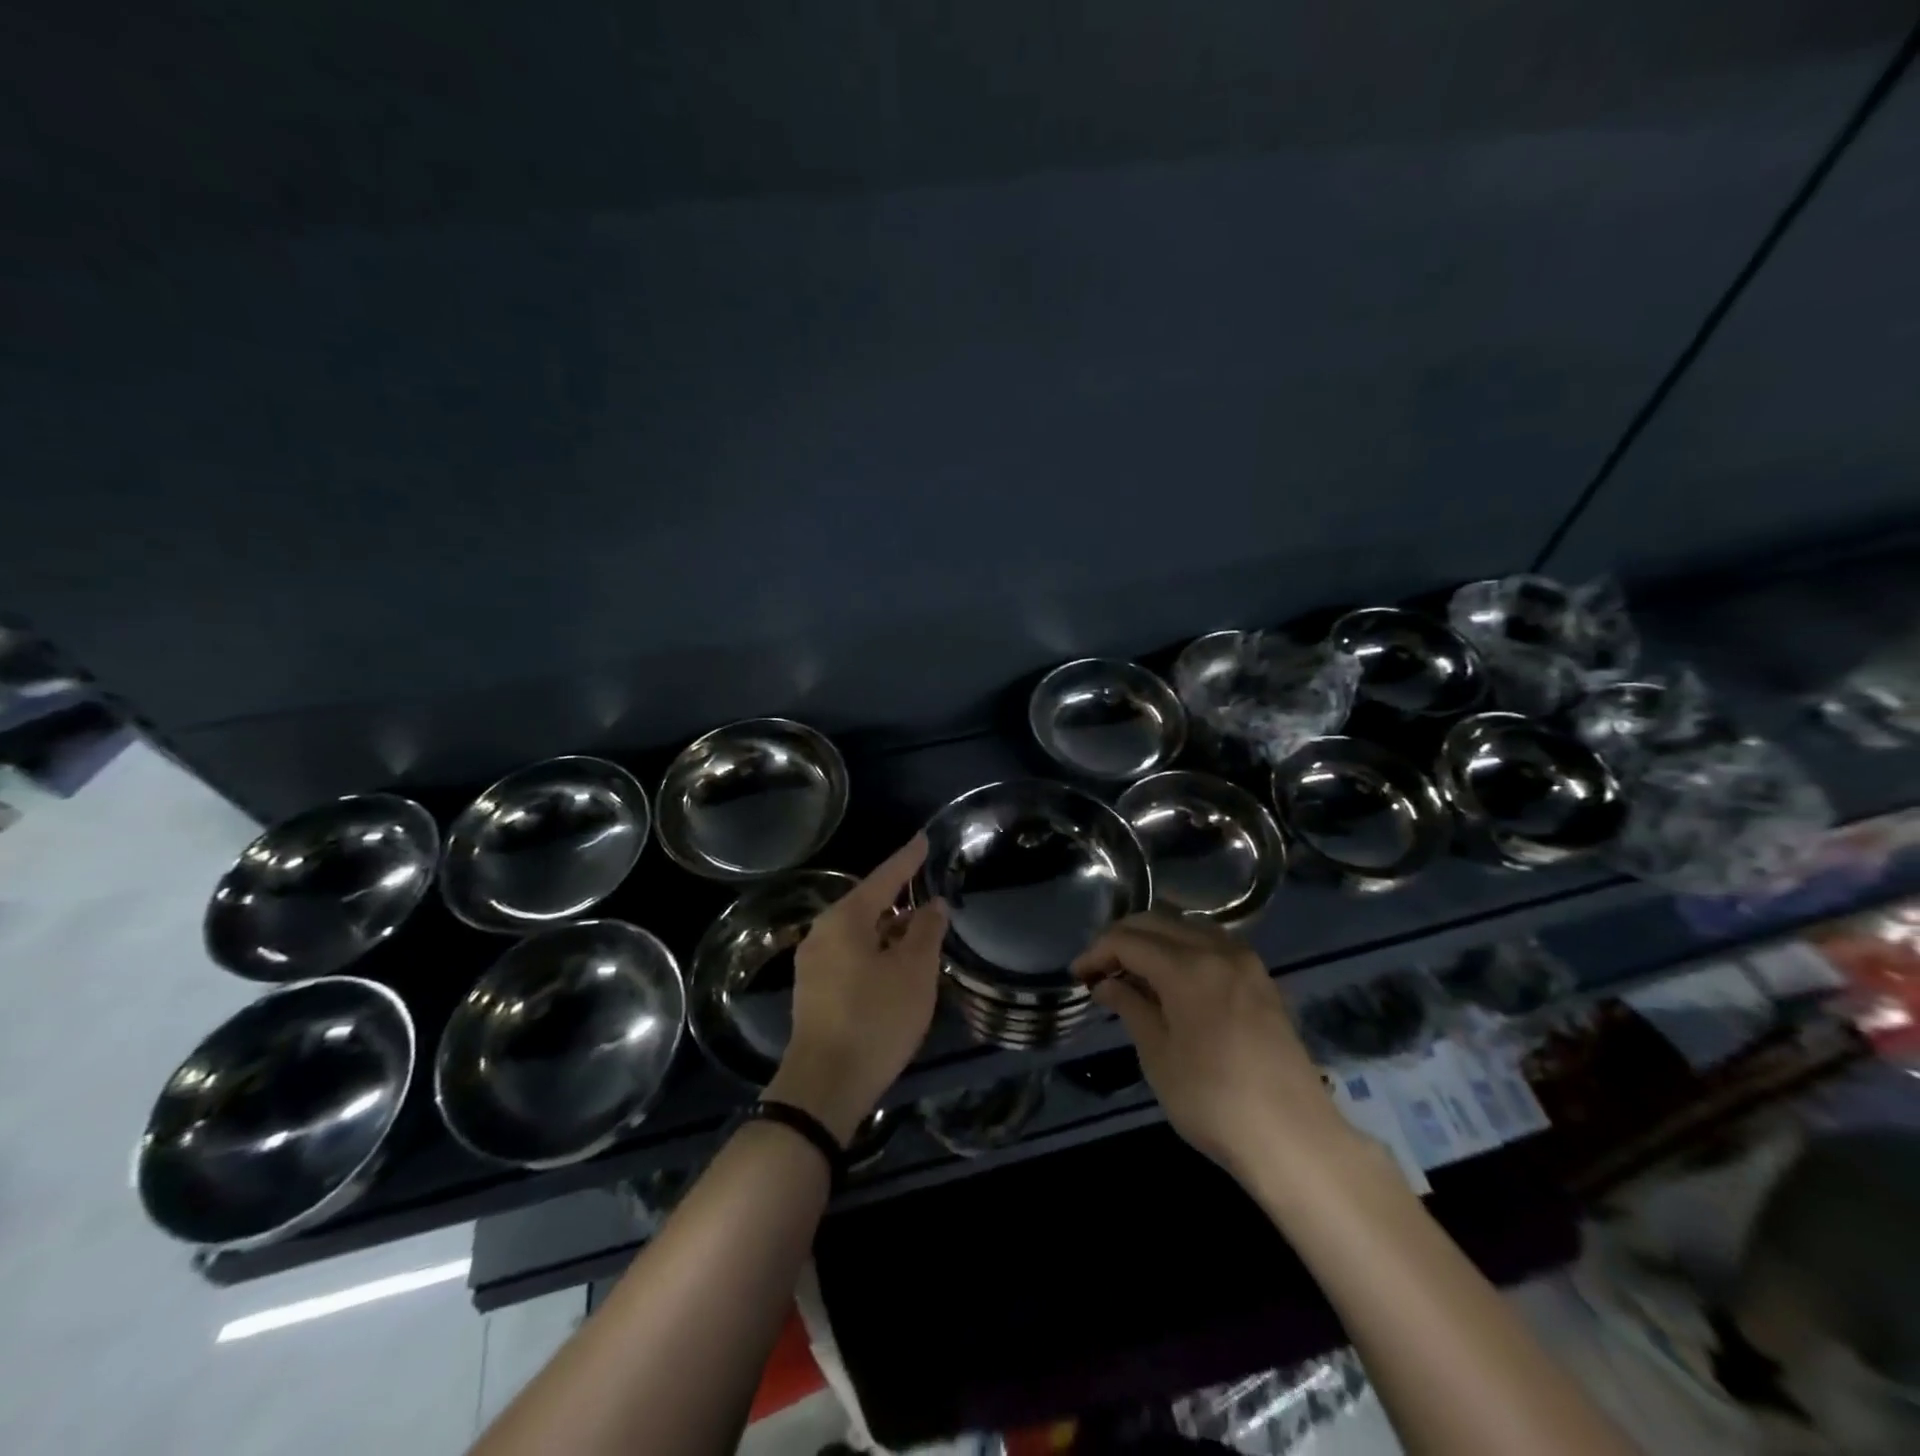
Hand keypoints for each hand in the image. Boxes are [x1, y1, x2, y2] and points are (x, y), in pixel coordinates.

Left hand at [765, 836, 947, 1143]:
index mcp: (845, 919)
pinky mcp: (814, 991)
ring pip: (859, 933)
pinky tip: (895, 965)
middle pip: (868, 904)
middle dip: (898, 897)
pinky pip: (850, 955)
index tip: (924, 840)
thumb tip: (933, 904)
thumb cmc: (875, 1019)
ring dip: (889, 929)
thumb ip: (926, 931)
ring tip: (919, 929)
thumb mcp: (914, 972)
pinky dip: (876, 951)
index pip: (883, 878)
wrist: (824, 1086)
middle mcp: (822, 933)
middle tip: (925, 887)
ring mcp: (813, 963)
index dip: (908, 859)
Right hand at [1072, 914, 1354, 1183]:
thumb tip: (1105, 984)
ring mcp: (1246, 963)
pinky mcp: (1262, 981)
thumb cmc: (1214, 1102)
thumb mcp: (1159, 1057)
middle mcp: (1218, 951)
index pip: (1128, 940)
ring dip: (1154, 941)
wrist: (1295, 1139)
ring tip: (1132, 973)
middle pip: (1157, 922)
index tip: (1078, 976)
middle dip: (1122, 939)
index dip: (1097, 952)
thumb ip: (1130, 1008)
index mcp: (1188, 967)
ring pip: (1187, 928)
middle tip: (1099, 970)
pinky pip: (1213, 946)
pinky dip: (1184, 950)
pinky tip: (1172, 980)